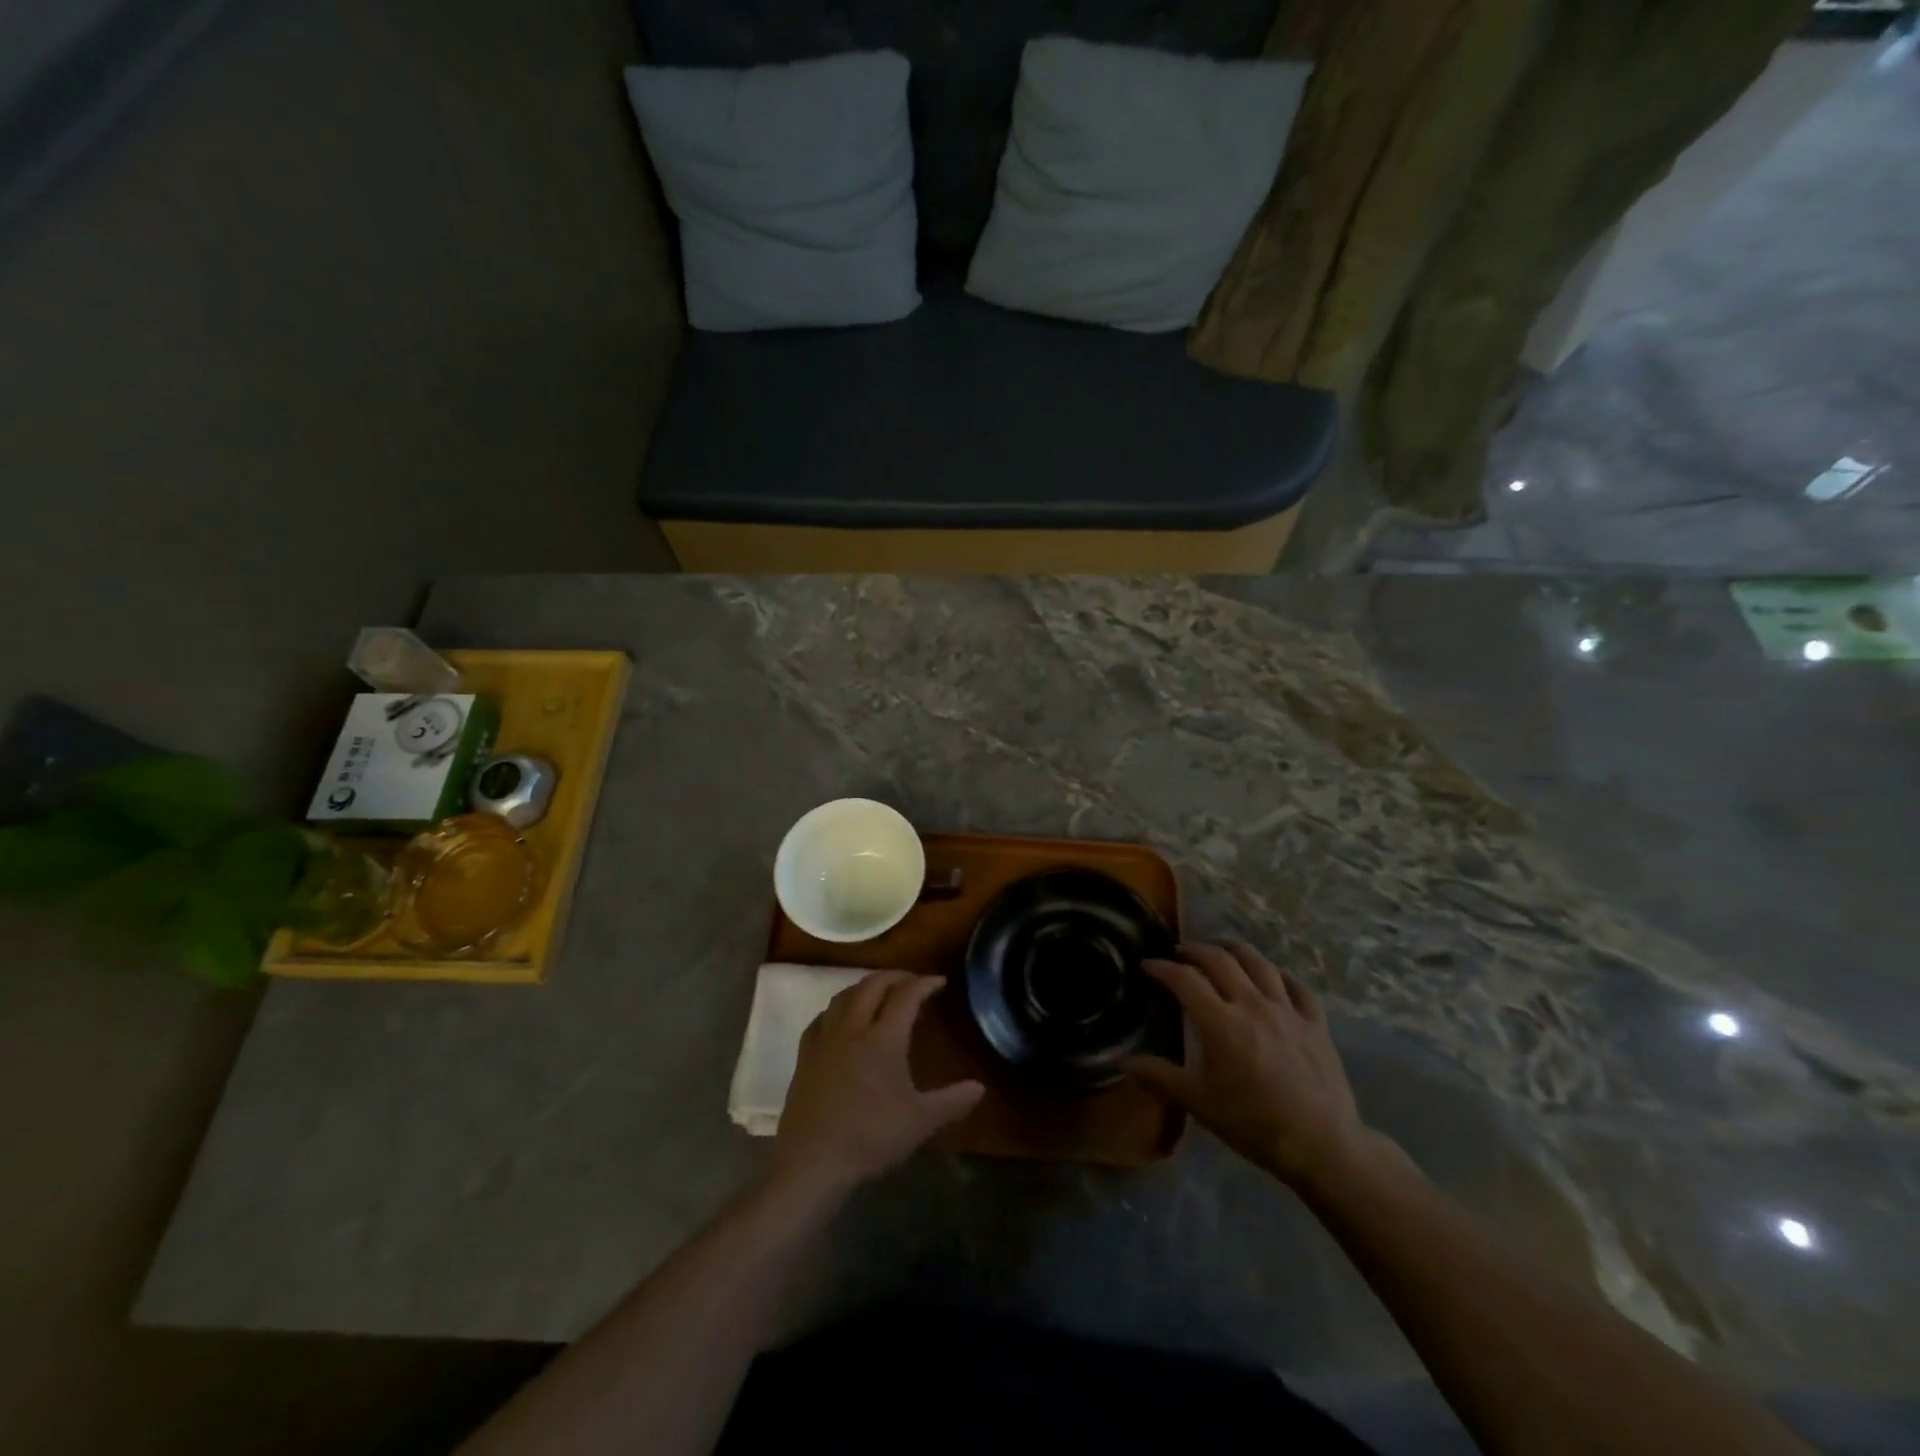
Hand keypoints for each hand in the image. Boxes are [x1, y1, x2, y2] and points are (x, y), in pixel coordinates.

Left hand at [771, 972, 983, 1197]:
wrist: (813, 1162)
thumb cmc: (870, 1137)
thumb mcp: (920, 1122)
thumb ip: (952, 1102)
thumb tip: (980, 1087)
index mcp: (883, 1038)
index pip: (906, 996)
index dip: (924, 984)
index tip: (939, 981)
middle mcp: (853, 1029)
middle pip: (872, 986)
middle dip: (894, 977)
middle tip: (911, 980)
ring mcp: (825, 1040)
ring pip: (844, 996)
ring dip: (864, 986)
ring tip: (878, 992)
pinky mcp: (805, 1056)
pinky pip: (821, 1018)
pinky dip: (837, 1009)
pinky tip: (840, 1020)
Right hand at [1123, 941, 1368, 1190]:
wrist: (1321, 1144)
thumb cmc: (1252, 1122)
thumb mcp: (1197, 1102)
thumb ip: (1158, 1076)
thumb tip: (1121, 1061)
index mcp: (1220, 1021)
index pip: (1184, 979)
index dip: (1162, 968)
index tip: (1147, 965)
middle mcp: (1252, 1004)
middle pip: (1220, 960)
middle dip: (1195, 950)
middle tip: (1181, 953)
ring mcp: (1287, 1010)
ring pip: (1259, 963)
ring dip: (1235, 950)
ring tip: (1222, 948)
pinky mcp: (1315, 1023)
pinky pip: (1297, 987)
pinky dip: (1280, 975)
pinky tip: (1273, 976)